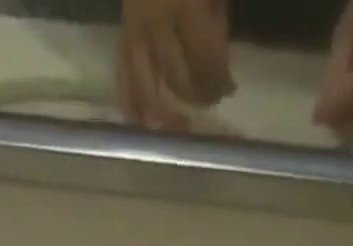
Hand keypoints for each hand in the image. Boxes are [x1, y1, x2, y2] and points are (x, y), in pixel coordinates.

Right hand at [117, 0, 233, 131]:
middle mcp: (153, 22)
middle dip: (197, 96)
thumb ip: (216, 22)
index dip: (219, 79)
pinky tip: (147, 125)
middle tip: (210, 102)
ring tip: (182, 126)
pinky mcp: (122, 37)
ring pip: (146, 90)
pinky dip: (134, 108)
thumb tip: (220, 69)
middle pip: (176, 79)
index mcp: (183, 2)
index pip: (204, 58)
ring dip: (165, 115)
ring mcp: (133, 32)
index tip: (230, 89)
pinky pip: (123, 81)